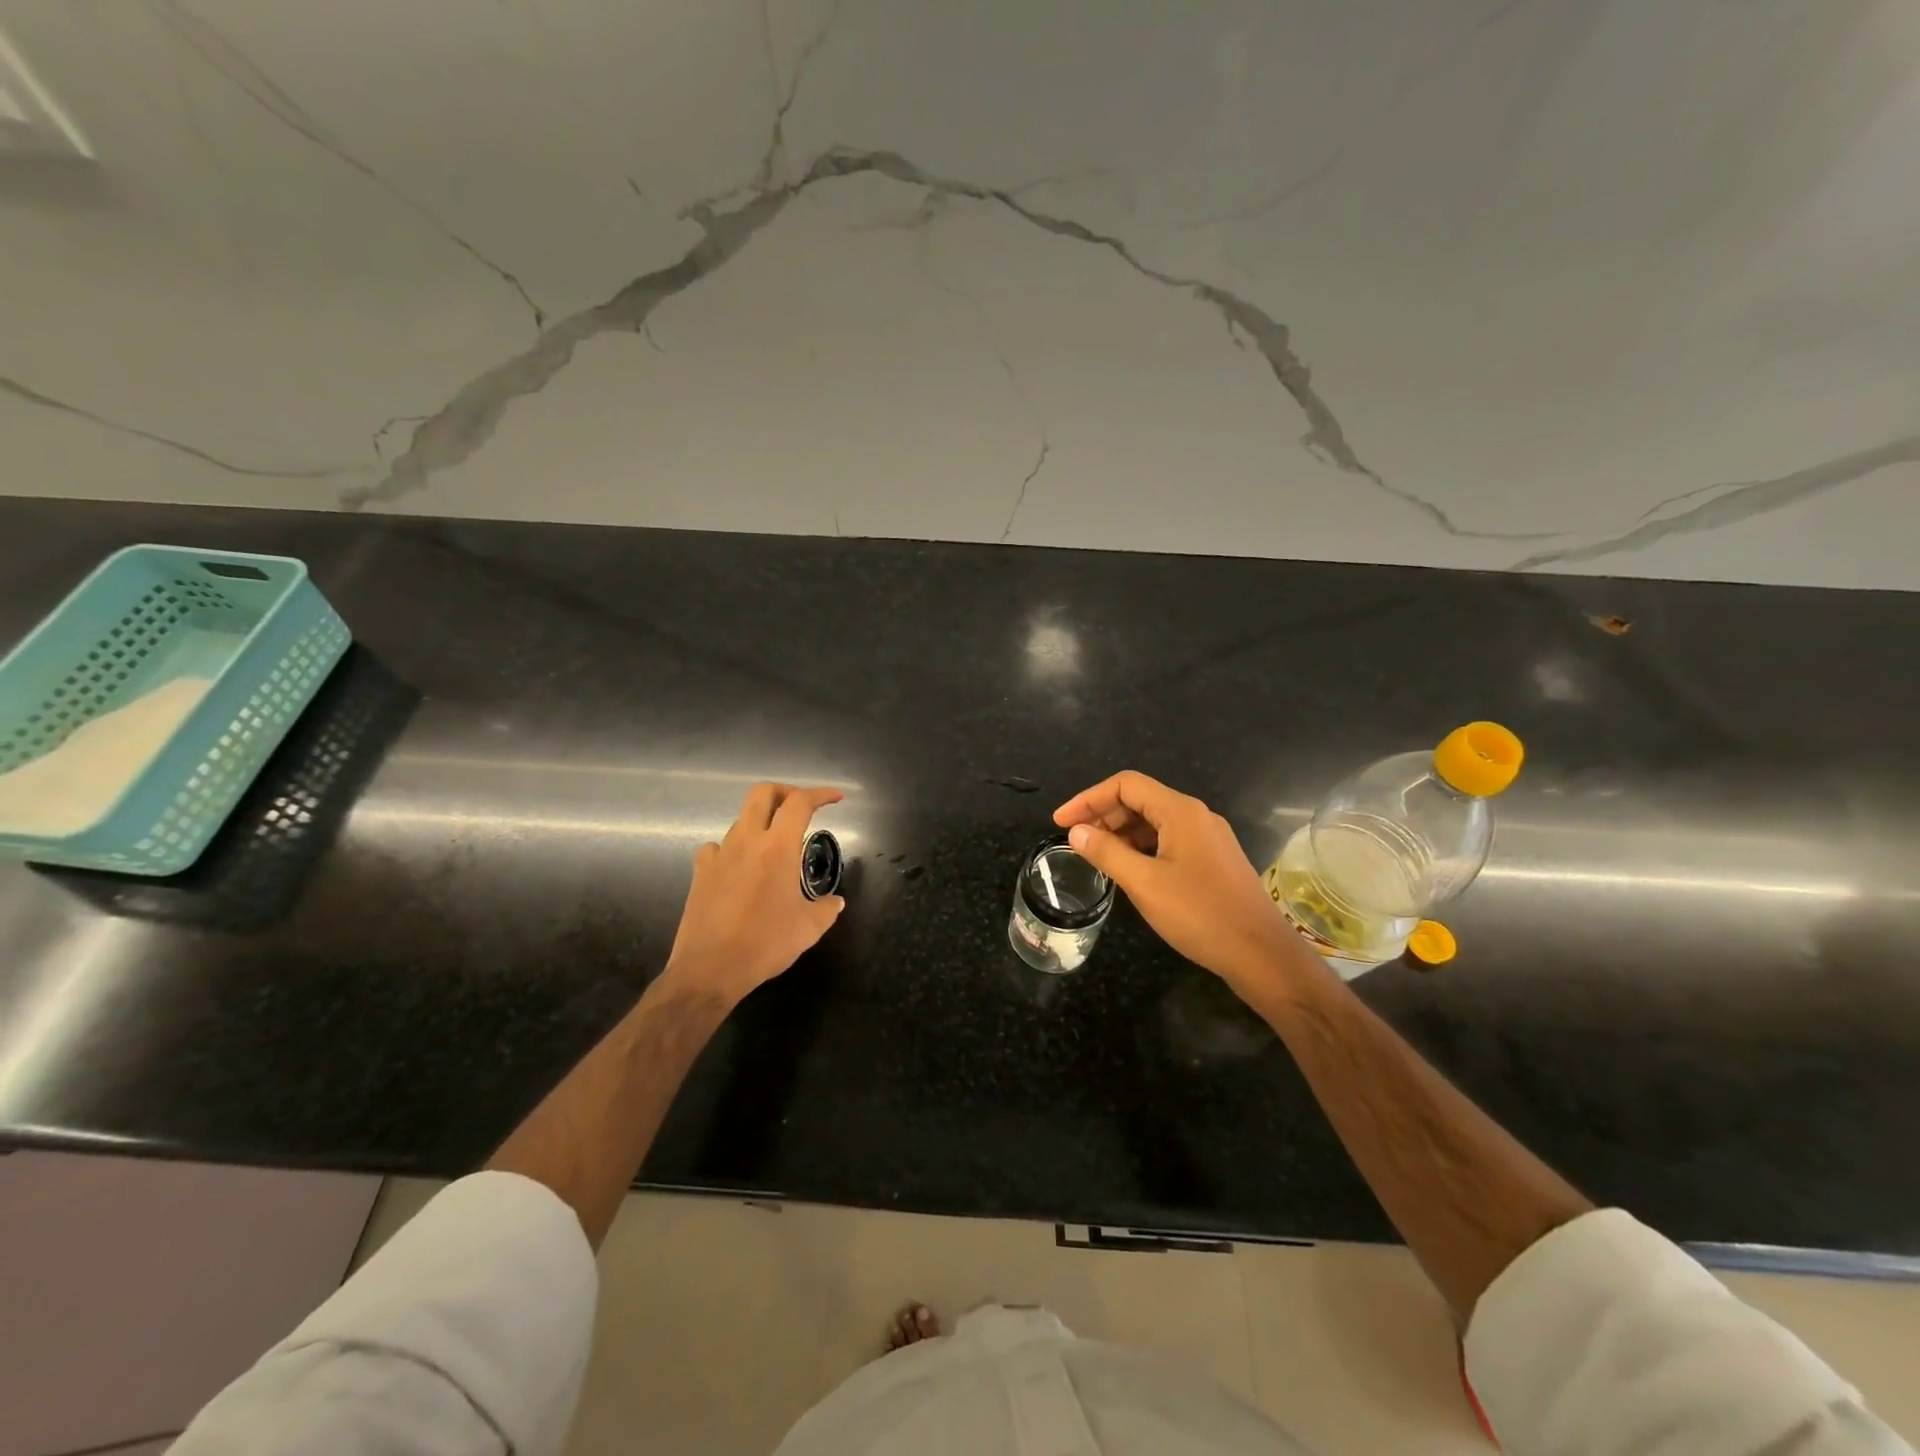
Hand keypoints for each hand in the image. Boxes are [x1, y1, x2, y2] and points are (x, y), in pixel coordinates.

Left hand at [663, 782, 845, 1007]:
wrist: (710, 969)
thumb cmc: (765, 944)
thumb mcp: (809, 929)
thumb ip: (827, 909)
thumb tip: (835, 902)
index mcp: (777, 848)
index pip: (800, 803)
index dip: (820, 794)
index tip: (836, 798)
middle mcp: (747, 841)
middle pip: (762, 793)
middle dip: (785, 791)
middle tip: (801, 807)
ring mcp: (720, 854)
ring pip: (741, 820)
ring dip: (762, 822)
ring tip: (775, 845)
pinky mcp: (701, 872)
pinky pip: (718, 847)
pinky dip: (734, 849)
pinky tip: (740, 867)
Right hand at [1054, 771, 1305, 987]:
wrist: (1261, 954)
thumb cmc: (1200, 914)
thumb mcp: (1144, 883)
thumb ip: (1106, 852)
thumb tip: (1076, 832)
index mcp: (1180, 811)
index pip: (1125, 785)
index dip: (1088, 798)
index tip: (1060, 822)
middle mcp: (1196, 816)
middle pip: (1139, 800)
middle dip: (1102, 815)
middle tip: (1073, 840)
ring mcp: (1207, 838)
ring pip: (1153, 822)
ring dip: (1120, 833)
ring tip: (1093, 855)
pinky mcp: (1212, 860)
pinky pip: (1168, 841)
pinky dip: (1140, 848)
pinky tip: (1126, 869)